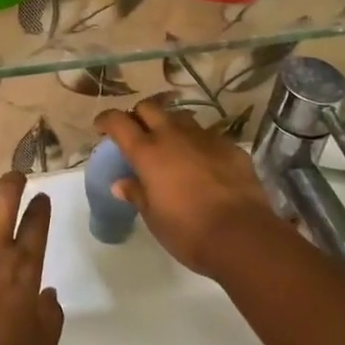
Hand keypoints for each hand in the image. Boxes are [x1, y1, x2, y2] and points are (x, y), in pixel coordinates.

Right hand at [95, 99, 286, 277]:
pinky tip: (204, 164)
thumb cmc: (188, 231)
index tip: (101, 127)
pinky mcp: (230, 147)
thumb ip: (137, 194)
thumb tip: (121, 184)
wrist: (243, 236)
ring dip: (171, 126)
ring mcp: (204, 138)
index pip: (118, 121)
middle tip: (138, 133)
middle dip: (139, 115)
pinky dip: (199, 145)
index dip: (106, 120)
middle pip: (149, 107)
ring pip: (181, 118)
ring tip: (172, 145)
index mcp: (147, 152)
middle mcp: (173, 136)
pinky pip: (208, 137)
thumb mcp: (154, 217)